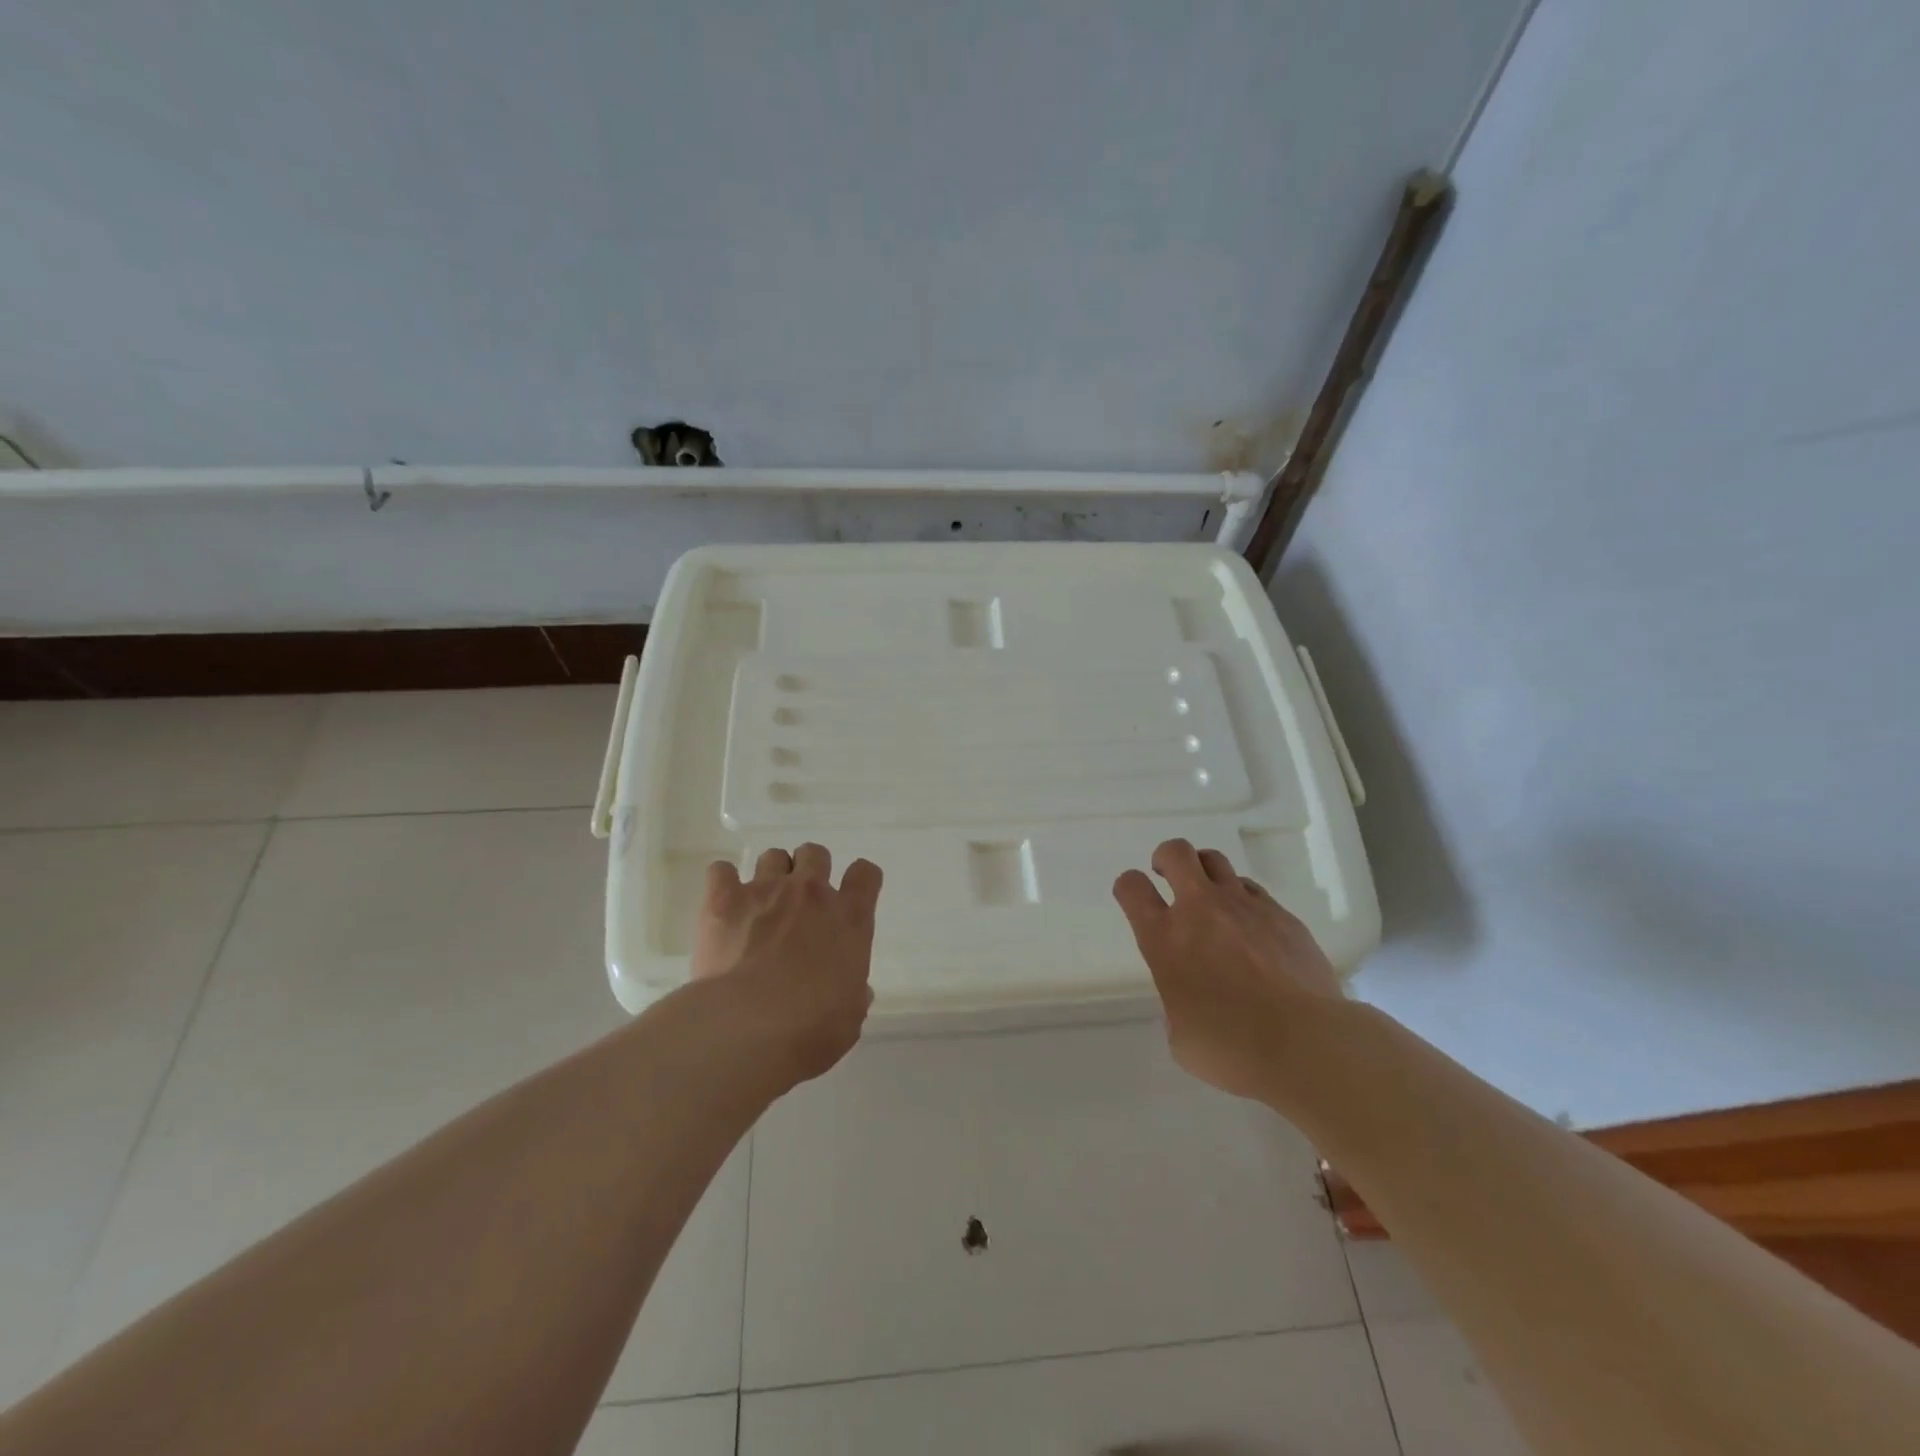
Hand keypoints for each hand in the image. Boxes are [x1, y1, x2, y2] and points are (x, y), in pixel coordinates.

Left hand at [691, 843, 883, 1089]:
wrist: (747, 1028)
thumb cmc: (810, 1029)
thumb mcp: (849, 1017)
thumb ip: (852, 994)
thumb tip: (853, 991)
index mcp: (850, 919)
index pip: (866, 875)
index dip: (861, 881)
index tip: (853, 895)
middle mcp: (811, 893)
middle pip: (816, 854)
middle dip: (810, 870)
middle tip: (800, 903)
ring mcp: (766, 890)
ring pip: (773, 856)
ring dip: (771, 874)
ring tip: (761, 904)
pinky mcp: (724, 900)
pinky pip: (720, 870)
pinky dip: (722, 882)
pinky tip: (722, 904)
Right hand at [1113, 838, 1341, 1099]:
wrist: (1306, 1044)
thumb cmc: (1232, 1048)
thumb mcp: (1181, 1036)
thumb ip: (1177, 1004)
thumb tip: (1191, 1001)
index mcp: (1165, 938)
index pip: (1132, 888)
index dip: (1128, 887)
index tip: (1134, 897)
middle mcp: (1200, 910)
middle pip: (1176, 853)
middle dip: (1166, 857)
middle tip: (1167, 874)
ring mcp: (1245, 907)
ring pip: (1216, 861)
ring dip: (1204, 872)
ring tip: (1209, 896)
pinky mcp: (1282, 915)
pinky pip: (1254, 890)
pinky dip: (1243, 899)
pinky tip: (1251, 926)